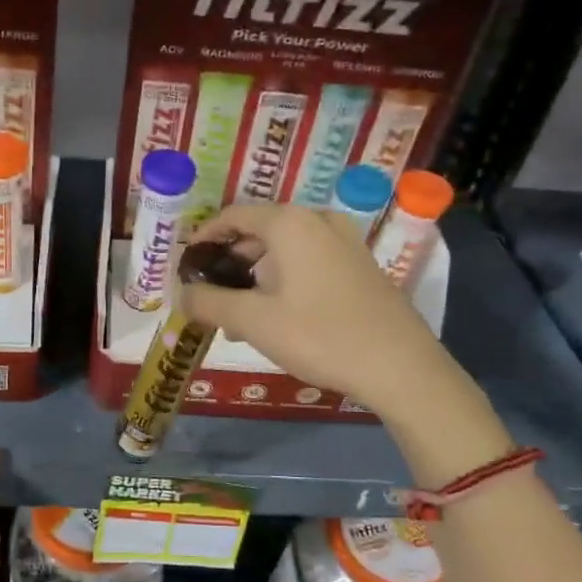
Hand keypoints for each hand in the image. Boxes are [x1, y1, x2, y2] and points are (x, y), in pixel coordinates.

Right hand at [183, 203, 449, 416]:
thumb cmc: (319, 335)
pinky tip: (275, 319)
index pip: (232, 216)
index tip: (185, 266)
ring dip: (255, 277)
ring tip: (238, 317)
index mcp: (289, 223)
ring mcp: (344, 241)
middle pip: (258, 232)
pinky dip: (283, 281)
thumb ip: (209, 302)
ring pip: (284, 250)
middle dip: (230, 263)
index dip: (203, 239)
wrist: (400, 366)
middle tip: (209, 296)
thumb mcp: (253, 321)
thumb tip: (181, 294)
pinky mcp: (359, 265)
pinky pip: (308, 262)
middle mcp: (317, 221)